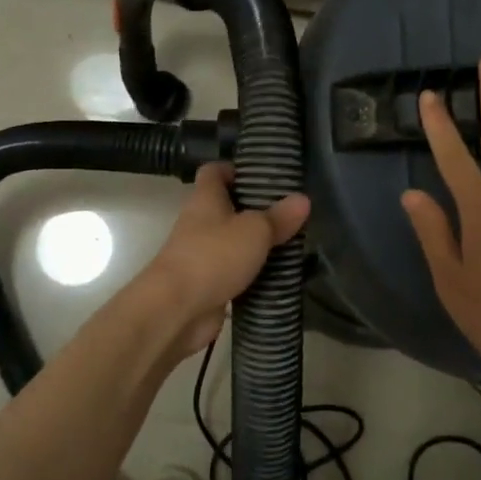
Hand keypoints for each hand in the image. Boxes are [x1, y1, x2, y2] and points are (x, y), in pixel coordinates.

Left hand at [122, 162, 309, 369]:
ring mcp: (202, 255)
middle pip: (226, 207)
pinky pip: (234, 272)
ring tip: (292, 242)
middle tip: (289, 211)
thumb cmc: (213, 256)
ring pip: (232, 241)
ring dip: (256, 244)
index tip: (264, 174)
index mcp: (206, 199)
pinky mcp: (207, 285)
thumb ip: (278, 216)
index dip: (236, 169)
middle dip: (255, 209)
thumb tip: (303, 199)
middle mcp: (200, 223)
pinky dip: (253, 274)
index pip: (214, 172)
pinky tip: (278, 275)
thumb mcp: (254, 230)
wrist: (176, 310)